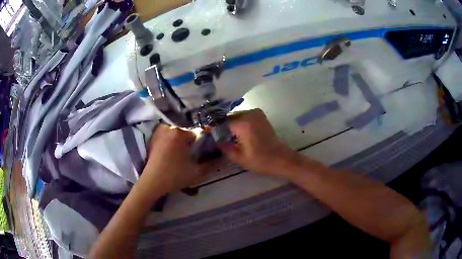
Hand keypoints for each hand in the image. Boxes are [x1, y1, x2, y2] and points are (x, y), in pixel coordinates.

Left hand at [140, 124, 211, 194]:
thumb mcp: (197, 172)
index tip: (205, 151)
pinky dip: (173, 140)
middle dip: (192, 141)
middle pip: (187, 131)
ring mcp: (160, 131)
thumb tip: (224, 158)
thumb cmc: (174, 176)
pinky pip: (168, 134)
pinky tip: (173, 152)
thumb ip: (212, 164)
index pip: (199, 132)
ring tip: (183, 154)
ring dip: (182, 140)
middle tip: (193, 154)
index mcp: (180, 132)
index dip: (204, 142)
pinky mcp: (154, 137)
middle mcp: (170, 127)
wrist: (151, 182)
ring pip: (178, 132)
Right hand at [219, 109, 301, 177]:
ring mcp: (256, 113)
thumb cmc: (261, 160)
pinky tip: (234, 134)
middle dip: (221, 126)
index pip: (222, 122)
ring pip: (236, 117)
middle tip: (213, 136)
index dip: (213, 127)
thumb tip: (214, 139)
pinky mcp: (260, 116)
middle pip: (229, 118)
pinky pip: (244, 117)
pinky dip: (237, 124)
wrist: (282, 159)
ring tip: (222, 136)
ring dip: (229, 125)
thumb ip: (224, 146)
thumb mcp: (239, 157)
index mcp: (243, 123)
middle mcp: (249, 114)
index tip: (205, 132)